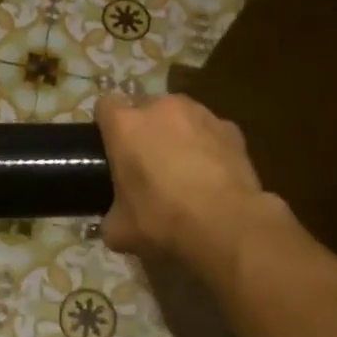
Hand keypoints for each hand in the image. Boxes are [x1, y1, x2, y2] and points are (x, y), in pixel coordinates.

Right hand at [96, 93, 275, 270]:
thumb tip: (113, 221)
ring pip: (179, 115)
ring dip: (176, 133)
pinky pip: (209, 131)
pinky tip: (212, 174)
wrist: (228, 226)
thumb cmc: (163, 220)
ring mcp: (200, 113)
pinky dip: (207, 145)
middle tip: (146, 163)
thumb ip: (110, 216)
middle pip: (144, 107)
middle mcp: (161, 108)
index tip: (110, 149)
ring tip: (183, 168)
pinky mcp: (231, 128)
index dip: (106, 125)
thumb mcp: (119, 230)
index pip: (105, 105)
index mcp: (125, 125)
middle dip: (143, 128)